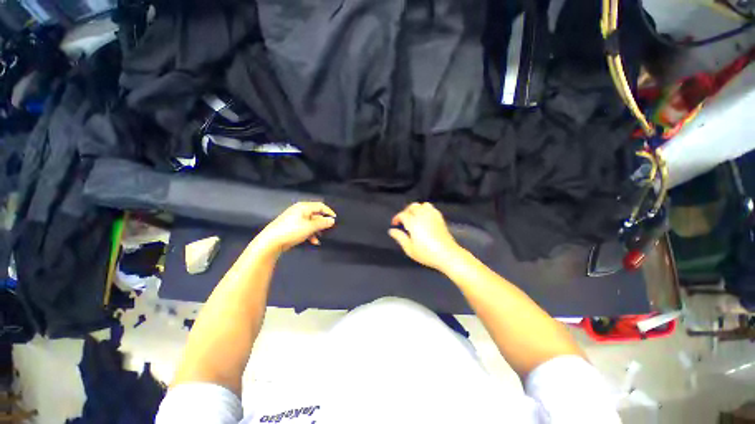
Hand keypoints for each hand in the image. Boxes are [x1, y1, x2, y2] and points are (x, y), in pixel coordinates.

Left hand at [252, 202, 335, 255]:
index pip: (320, 206)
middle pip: (316, 214)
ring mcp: (294, 219)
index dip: (329, 212)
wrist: (271, 242)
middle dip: (322, 223)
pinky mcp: (291, 227)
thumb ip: (323, 223)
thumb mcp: (310, 227)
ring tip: (320, 237)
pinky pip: (305, 227)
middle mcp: (299, 210)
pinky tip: (313, 241)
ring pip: (311, 222)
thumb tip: (332, 220)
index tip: (335, 220)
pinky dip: (310, 233)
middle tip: (328, 230)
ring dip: (317, 229)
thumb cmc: (292, 231)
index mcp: (304, 207)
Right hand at [388, 202, 463, 270]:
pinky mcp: (439, 217)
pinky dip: (425, 209)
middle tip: (403, 221)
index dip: (396, 218)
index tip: (394, 224)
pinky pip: (431, 208)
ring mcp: (432, 215)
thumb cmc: (426, 253)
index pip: (402, 214)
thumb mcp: (409, 249)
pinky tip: (424, 218)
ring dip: (416, 209)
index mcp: (413, 222)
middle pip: (412, 207)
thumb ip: (400, 238)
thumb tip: (391, 230)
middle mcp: (422, 215)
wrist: (447, 254)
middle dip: (405, 211)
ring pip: (422, 205)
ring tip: (414, 217)